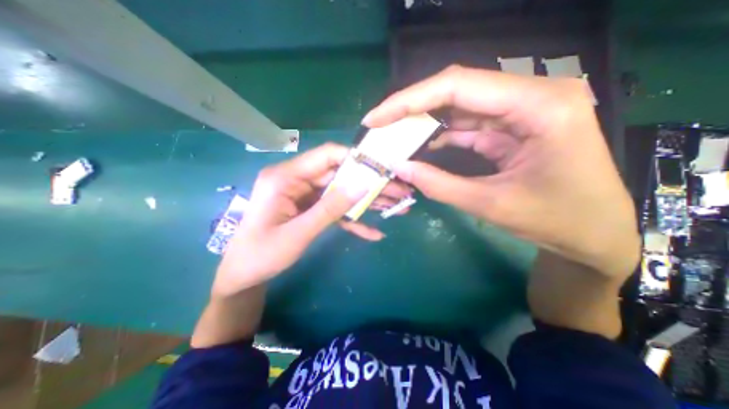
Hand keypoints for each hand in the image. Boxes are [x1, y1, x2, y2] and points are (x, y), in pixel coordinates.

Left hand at [214, 142, 412, 296]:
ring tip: (395, 208)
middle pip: (340, 175)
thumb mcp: (298, 233)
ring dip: (366, 202)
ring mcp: (305, 195)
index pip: (326, 156)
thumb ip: (330, 208)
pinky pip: (335, 210)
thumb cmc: (262, 255)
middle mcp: (297, 180)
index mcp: (285, 177)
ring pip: (342, 192)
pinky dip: (353, 220)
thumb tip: (362, 185)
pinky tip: (372, 232)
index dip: (355, 159)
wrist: (245, 275)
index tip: (381, 168)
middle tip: (398, 191)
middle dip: (369, 184)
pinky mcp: (311, 208)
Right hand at [364, 67, 638, 278]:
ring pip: (459, 106)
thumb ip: (439, 185)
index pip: (458, 86)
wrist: (595, 233)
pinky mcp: (512, 127)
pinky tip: (421, 146)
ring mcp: (521, 111)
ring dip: (424, 123)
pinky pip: (468, 124)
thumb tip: (399, 168)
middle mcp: (531, 96)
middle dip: (412, 108)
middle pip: (456, 90)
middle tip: (379, 126)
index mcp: (538, 106)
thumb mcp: (492, 205)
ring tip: (394, 137)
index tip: (375, 118)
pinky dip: (441, 135)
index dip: (409, 100)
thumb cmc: (557, 220)